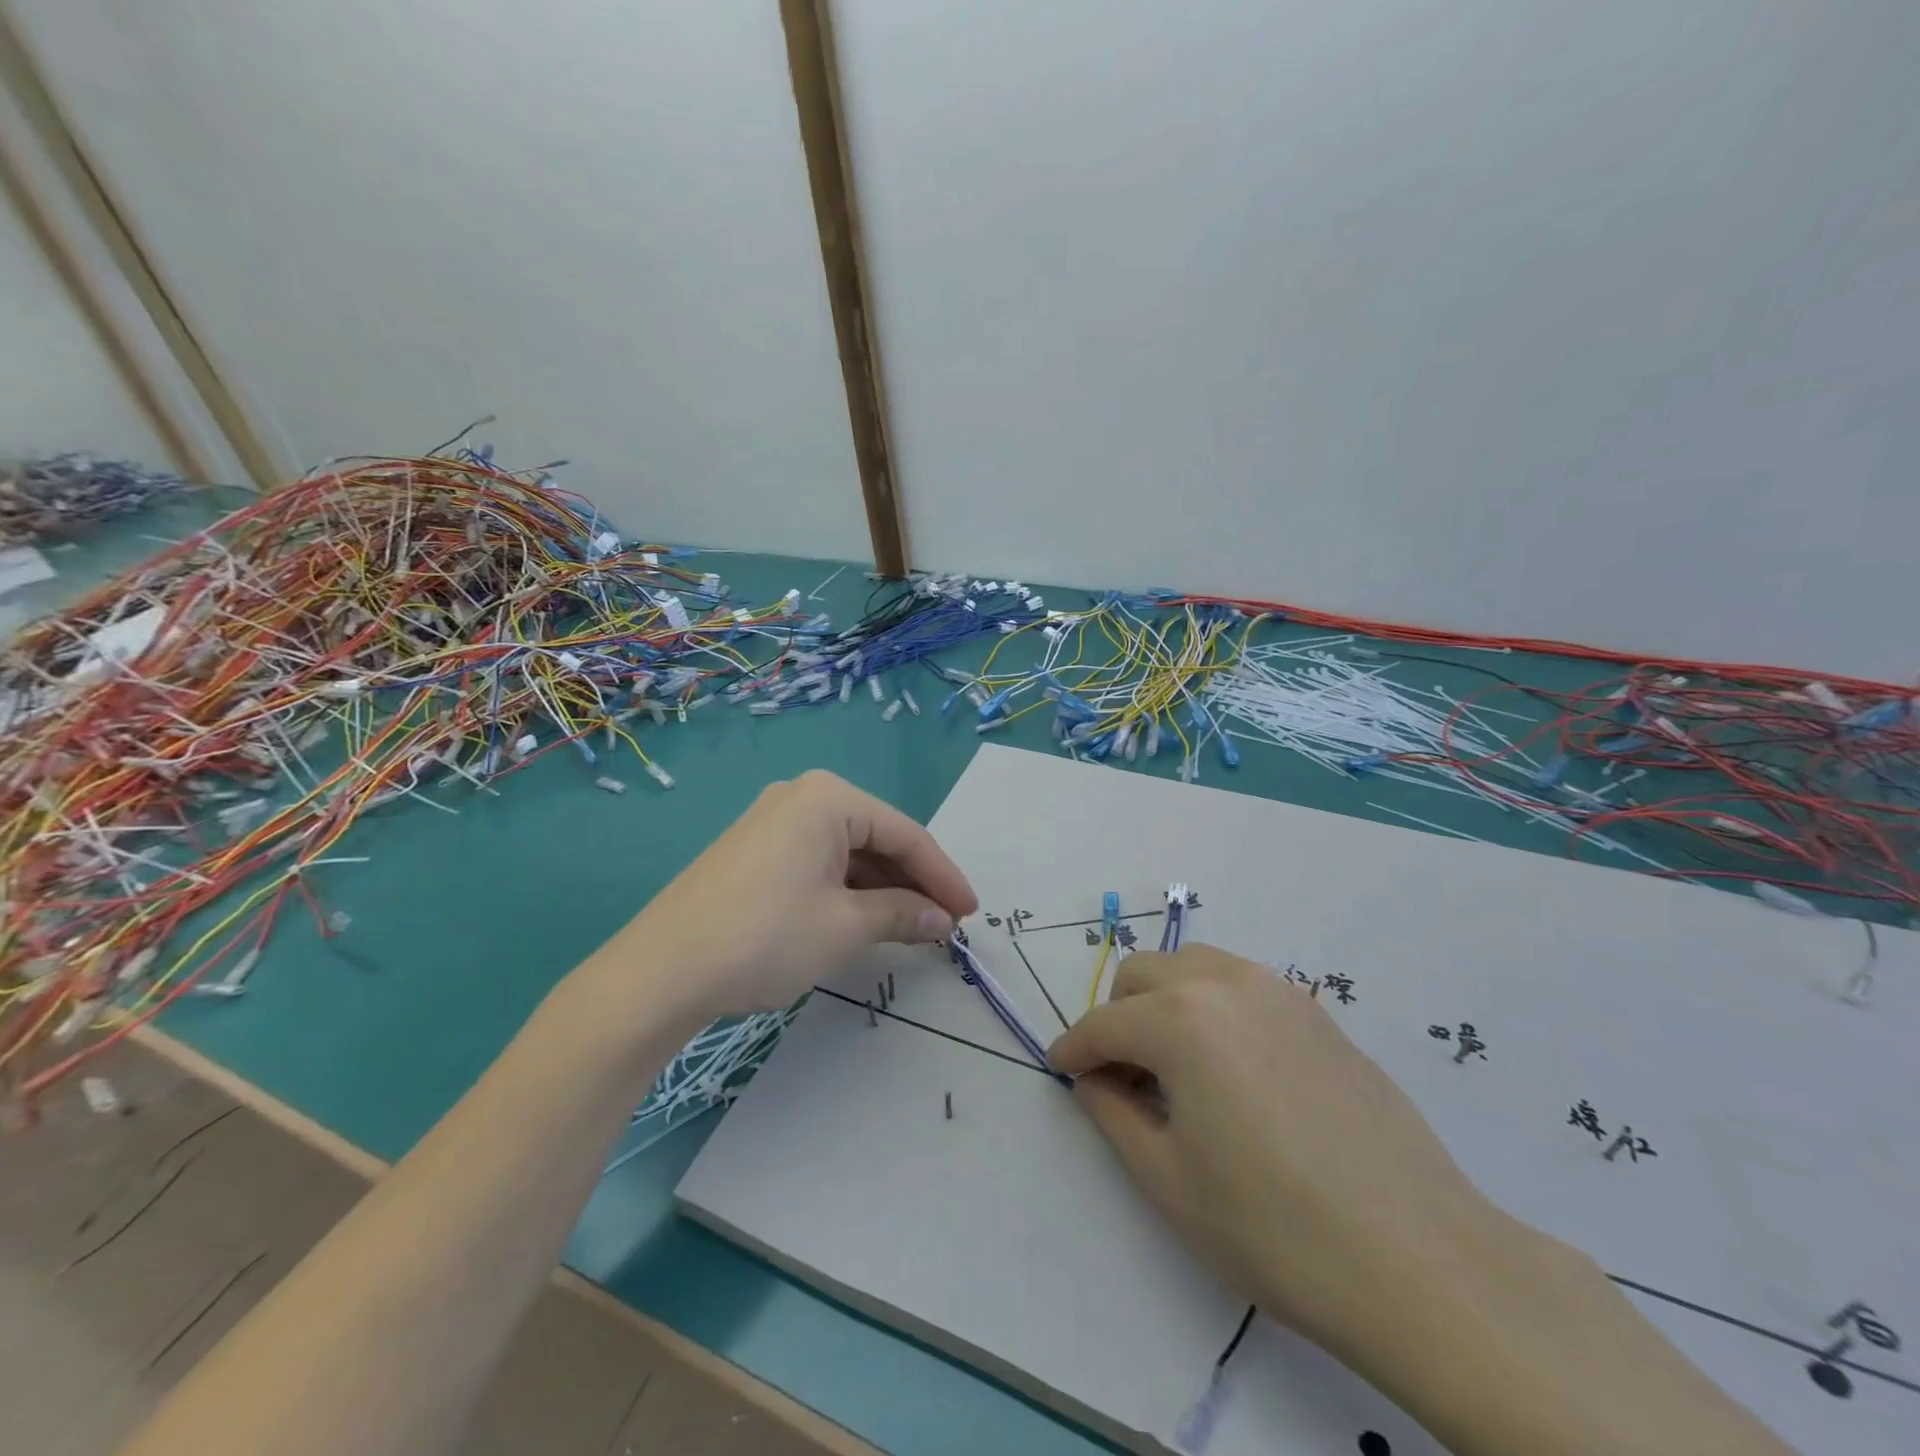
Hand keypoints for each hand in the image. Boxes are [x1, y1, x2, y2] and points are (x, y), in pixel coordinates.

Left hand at [596, 771, 976, 1024]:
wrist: (659, 973)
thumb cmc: (765, 937)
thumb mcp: (845, 927)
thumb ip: (902, 915)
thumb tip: (942, 919)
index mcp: (828, 798)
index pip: (905, 834)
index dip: (943, 876)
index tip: (971, 913)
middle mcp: (800, 797)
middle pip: (876, 838)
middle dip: (912, 882)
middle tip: (944, 924)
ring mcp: (772, 822)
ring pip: (847, 852)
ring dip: (881, 889)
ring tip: (910, 928)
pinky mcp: (754, 852)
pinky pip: (817, 863)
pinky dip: (846, 891)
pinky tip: (863, 919)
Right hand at [1047, 945, 1506, 1362]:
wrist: (1421, 1261)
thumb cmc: (1275, 1228)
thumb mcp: (1169, 1180)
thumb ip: (1113, 1114)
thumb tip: (1094, 1079)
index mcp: (1180, 1020)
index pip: (1104, 1023)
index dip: (1074, 1048)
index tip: (1061, 1069)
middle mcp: (1225, 985)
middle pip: (1144, 974)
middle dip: (1117, 1015)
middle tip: (1121, 1074)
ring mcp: (1279, 992)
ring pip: (1194, 966)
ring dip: (1165, 999)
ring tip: (1175, 1064)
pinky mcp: (1318, 1013)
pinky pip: (1242, 984)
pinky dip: (1214, 1004)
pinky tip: (1232, 1066)